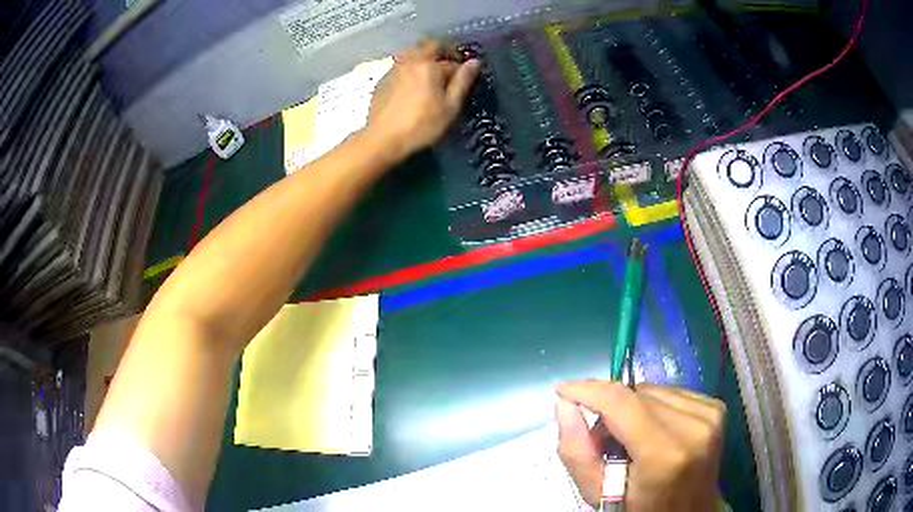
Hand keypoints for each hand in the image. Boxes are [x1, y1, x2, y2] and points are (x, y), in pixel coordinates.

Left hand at [366, 40, 480, 160]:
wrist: (382, 139)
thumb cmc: (422, 125)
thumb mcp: (450, 107)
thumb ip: (463, 81)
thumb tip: (475, 62)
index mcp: (429, 64)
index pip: (452, 60)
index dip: (462, 68)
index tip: (467, 78)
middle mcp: (410, 60)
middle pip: (430, 46)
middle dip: (444, 52)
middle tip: (451, 66)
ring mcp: (394, 68)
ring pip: (413, 53)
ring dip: (426, 58)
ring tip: (432, 75)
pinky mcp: (383, 80)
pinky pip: (402, 65)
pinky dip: (412, 68)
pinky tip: (414, 85)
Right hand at [556, 380, 725, 510]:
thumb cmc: (642, 509)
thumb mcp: (599, 494)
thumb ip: (576, 452)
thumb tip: (564, 404)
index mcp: (665, 453)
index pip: (621, 402)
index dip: (588, 391)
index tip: (562, 390)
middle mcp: (695, 425)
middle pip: (636, 395)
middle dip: (609, 408)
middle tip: (600, 438)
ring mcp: (710, 414)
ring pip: (653, 391)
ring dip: (632, 407)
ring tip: (628, 438)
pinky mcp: (716, 408)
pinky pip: (672, 393)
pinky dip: (654, 407)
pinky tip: (653, 431)